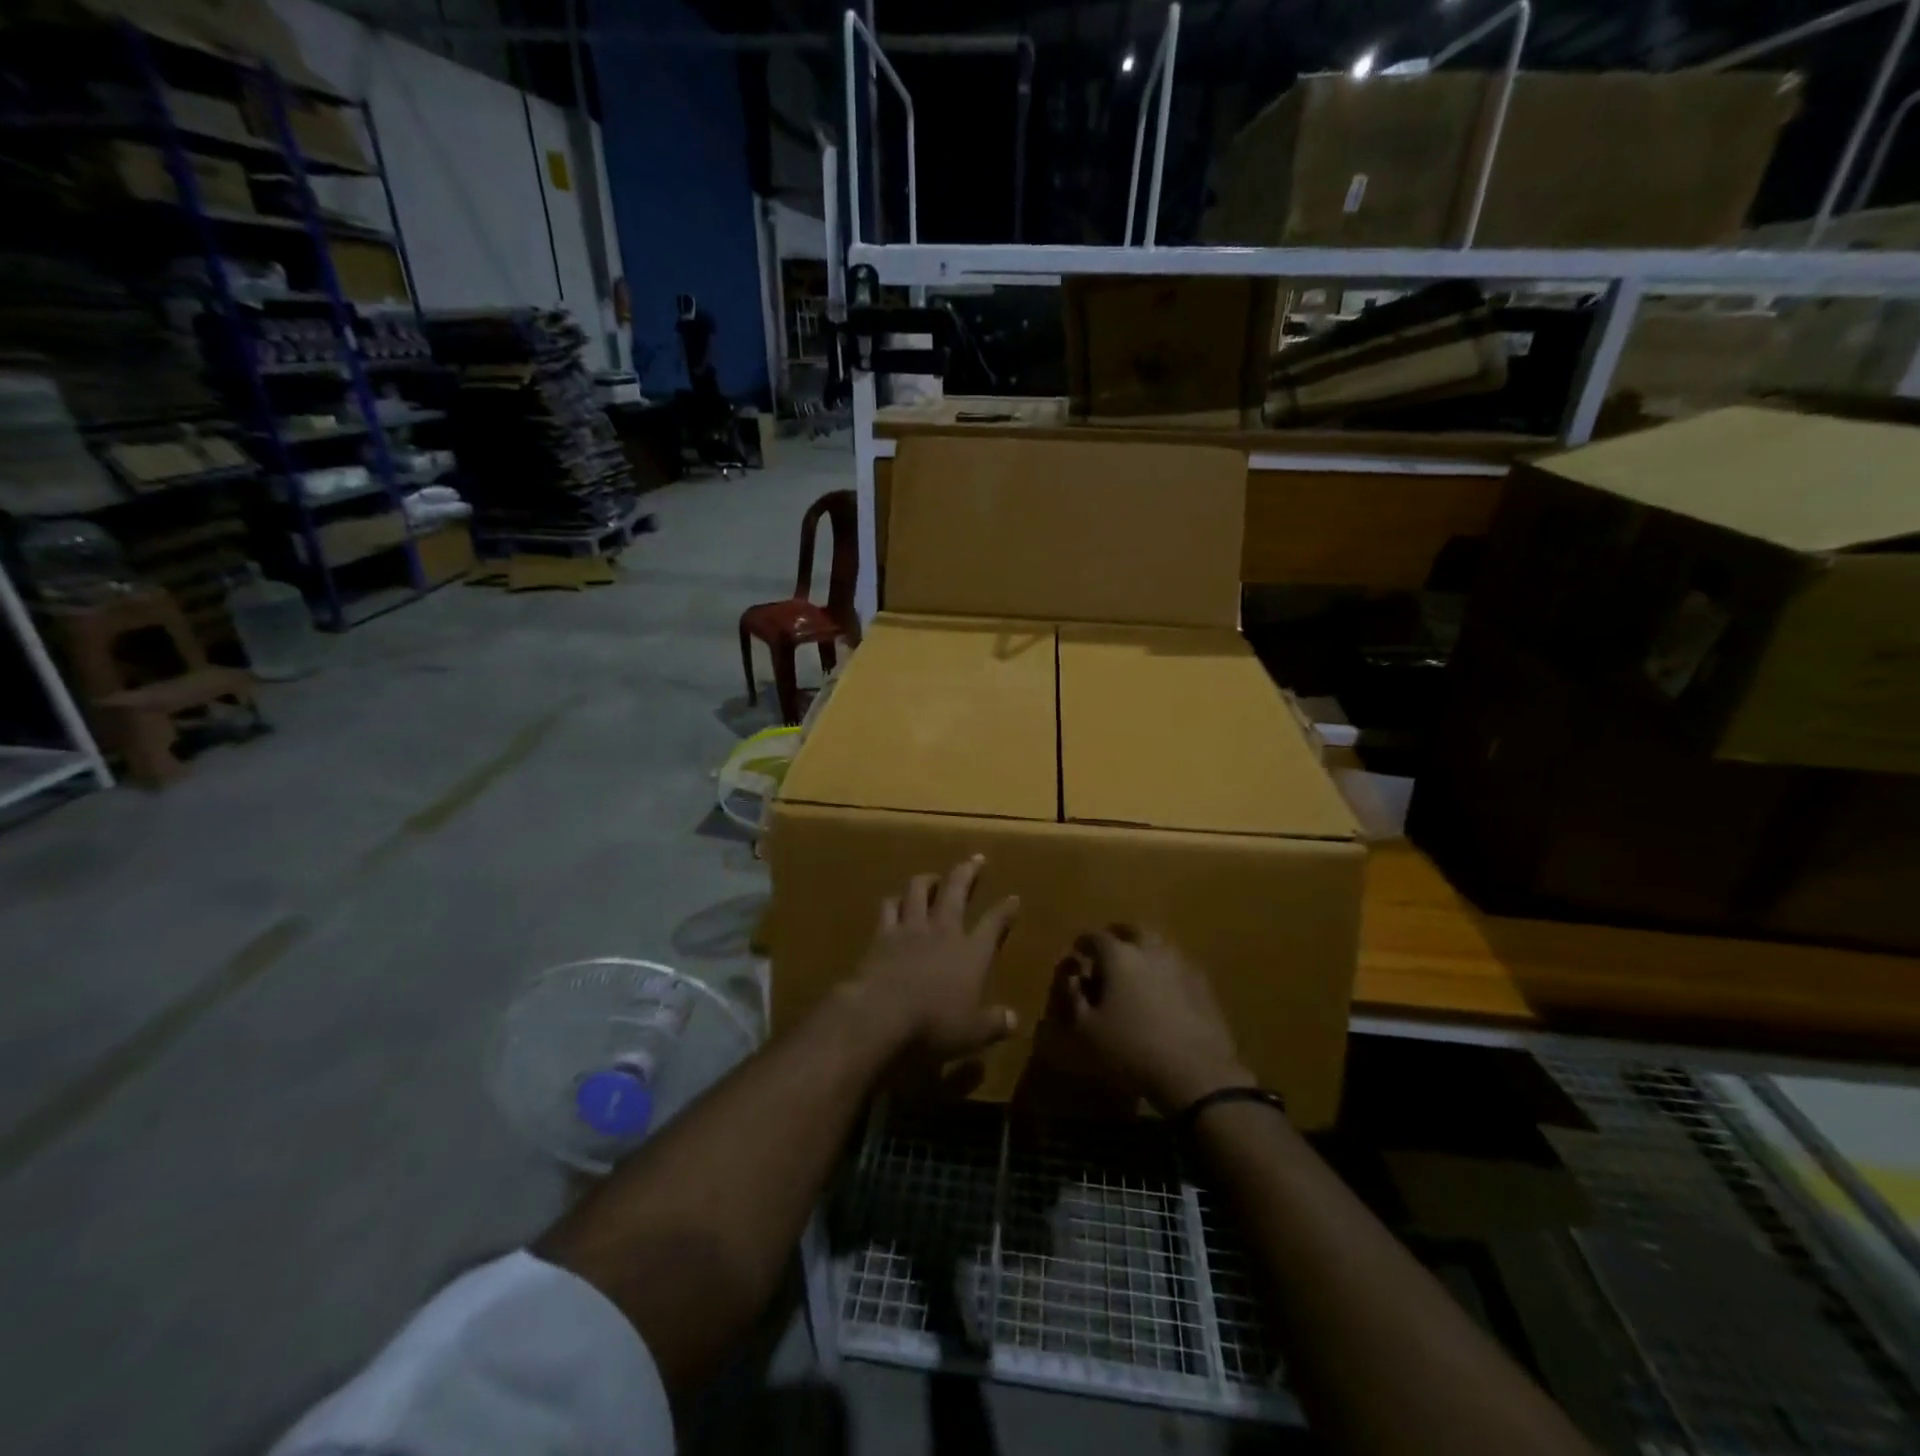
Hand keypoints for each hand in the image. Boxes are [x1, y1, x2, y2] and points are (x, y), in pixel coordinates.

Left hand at [849, 856, 1019, 1062]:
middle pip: (957, 890)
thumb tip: (1014, 1019)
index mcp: (972, 952)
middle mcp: (943, 931)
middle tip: (976, 858)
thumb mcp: (972, 1033)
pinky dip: (893, 902)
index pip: (993, 923)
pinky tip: (893, 901)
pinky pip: (888, 908)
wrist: (881, 1014)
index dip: (1005, 910)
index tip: (1013, 898)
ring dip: (927, 879)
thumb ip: (994, 1023)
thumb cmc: (934, 1025)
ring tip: (932, 876)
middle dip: (968, 872)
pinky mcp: (881, 935)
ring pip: (918, 890)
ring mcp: (910, 928)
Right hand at [1055, 927, 1250, 1114]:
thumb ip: (1072, 997)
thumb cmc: (1130, 1050)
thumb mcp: (1084, 1031)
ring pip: (1160, 947)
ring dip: (1145, 952)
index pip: (1094, 938)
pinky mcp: (1204, 988)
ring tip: (1137, 971)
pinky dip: (1167, 973)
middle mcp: (1151, 951)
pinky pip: (1179, 969)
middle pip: (1133, 931)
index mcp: (1119, 956)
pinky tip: (1164, 993)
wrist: (1197, 1076)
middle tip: (1109, 951)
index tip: (1077, 954)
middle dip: (1118, 937)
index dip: (1083, 945)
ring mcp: (1182, 967)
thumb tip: (1071, 975)